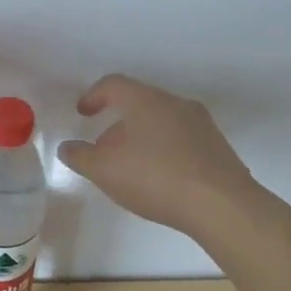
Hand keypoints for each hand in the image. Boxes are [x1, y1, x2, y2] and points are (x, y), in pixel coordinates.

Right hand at [57, 74, 262, 236]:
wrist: (222, 205)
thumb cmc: (155, 178)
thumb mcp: (104, 170)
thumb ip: (80, 156)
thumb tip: (68, 147)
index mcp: (145, 100)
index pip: (113, 84)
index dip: (93, 96)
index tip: (82, 114)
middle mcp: (175, 103)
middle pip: (139, 103)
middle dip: (117, 123)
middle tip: (103, 148)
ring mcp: (201, 124)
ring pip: (162, 121)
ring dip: (141, 137)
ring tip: (131, 167)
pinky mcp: (218, 147)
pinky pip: (181, 140)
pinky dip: (164, 150)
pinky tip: (160, 179)